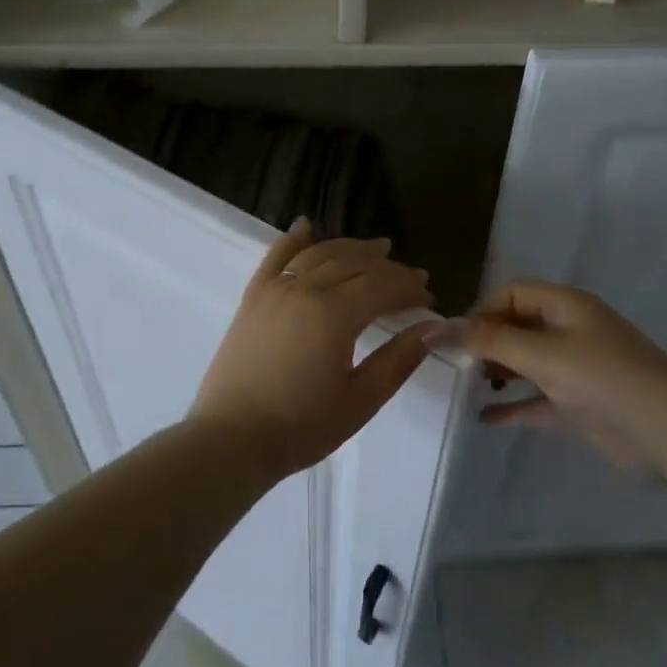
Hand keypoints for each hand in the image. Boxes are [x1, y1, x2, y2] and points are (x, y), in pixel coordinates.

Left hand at [191, 220, 439, 479]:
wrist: (231, 440)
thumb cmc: (301, 427)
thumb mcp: (361, 399)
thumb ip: (400, 358)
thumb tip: (435, 327)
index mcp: (335, 314)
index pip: (383, 286)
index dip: (410, 289)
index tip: (429, 300)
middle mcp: (305, 289)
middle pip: (355, 264)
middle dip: (389, 268)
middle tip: (413, 279)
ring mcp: (275, 289)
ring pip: (320, 254)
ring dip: (352, 248)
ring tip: (378, 249)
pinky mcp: (253, 297)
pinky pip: (276, 256)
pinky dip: (294, 239)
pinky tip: (307, 225)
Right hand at [457, 279, 666, 471]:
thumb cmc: (603, 379)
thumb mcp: (542, 354)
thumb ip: (489, 342)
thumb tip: (437, 330)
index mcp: (566, 306)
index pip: (513, 294)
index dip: (483, 312)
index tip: (460, 342)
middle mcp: (570, 331)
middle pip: (517, 326)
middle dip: (487, 343)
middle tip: (462, 368)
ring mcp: (576, 369)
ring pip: (527, 362)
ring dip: (499, 372)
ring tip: (472, 387)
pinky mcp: (580, 404)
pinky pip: (538, 399)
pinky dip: (514, 405)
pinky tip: (485, 418)